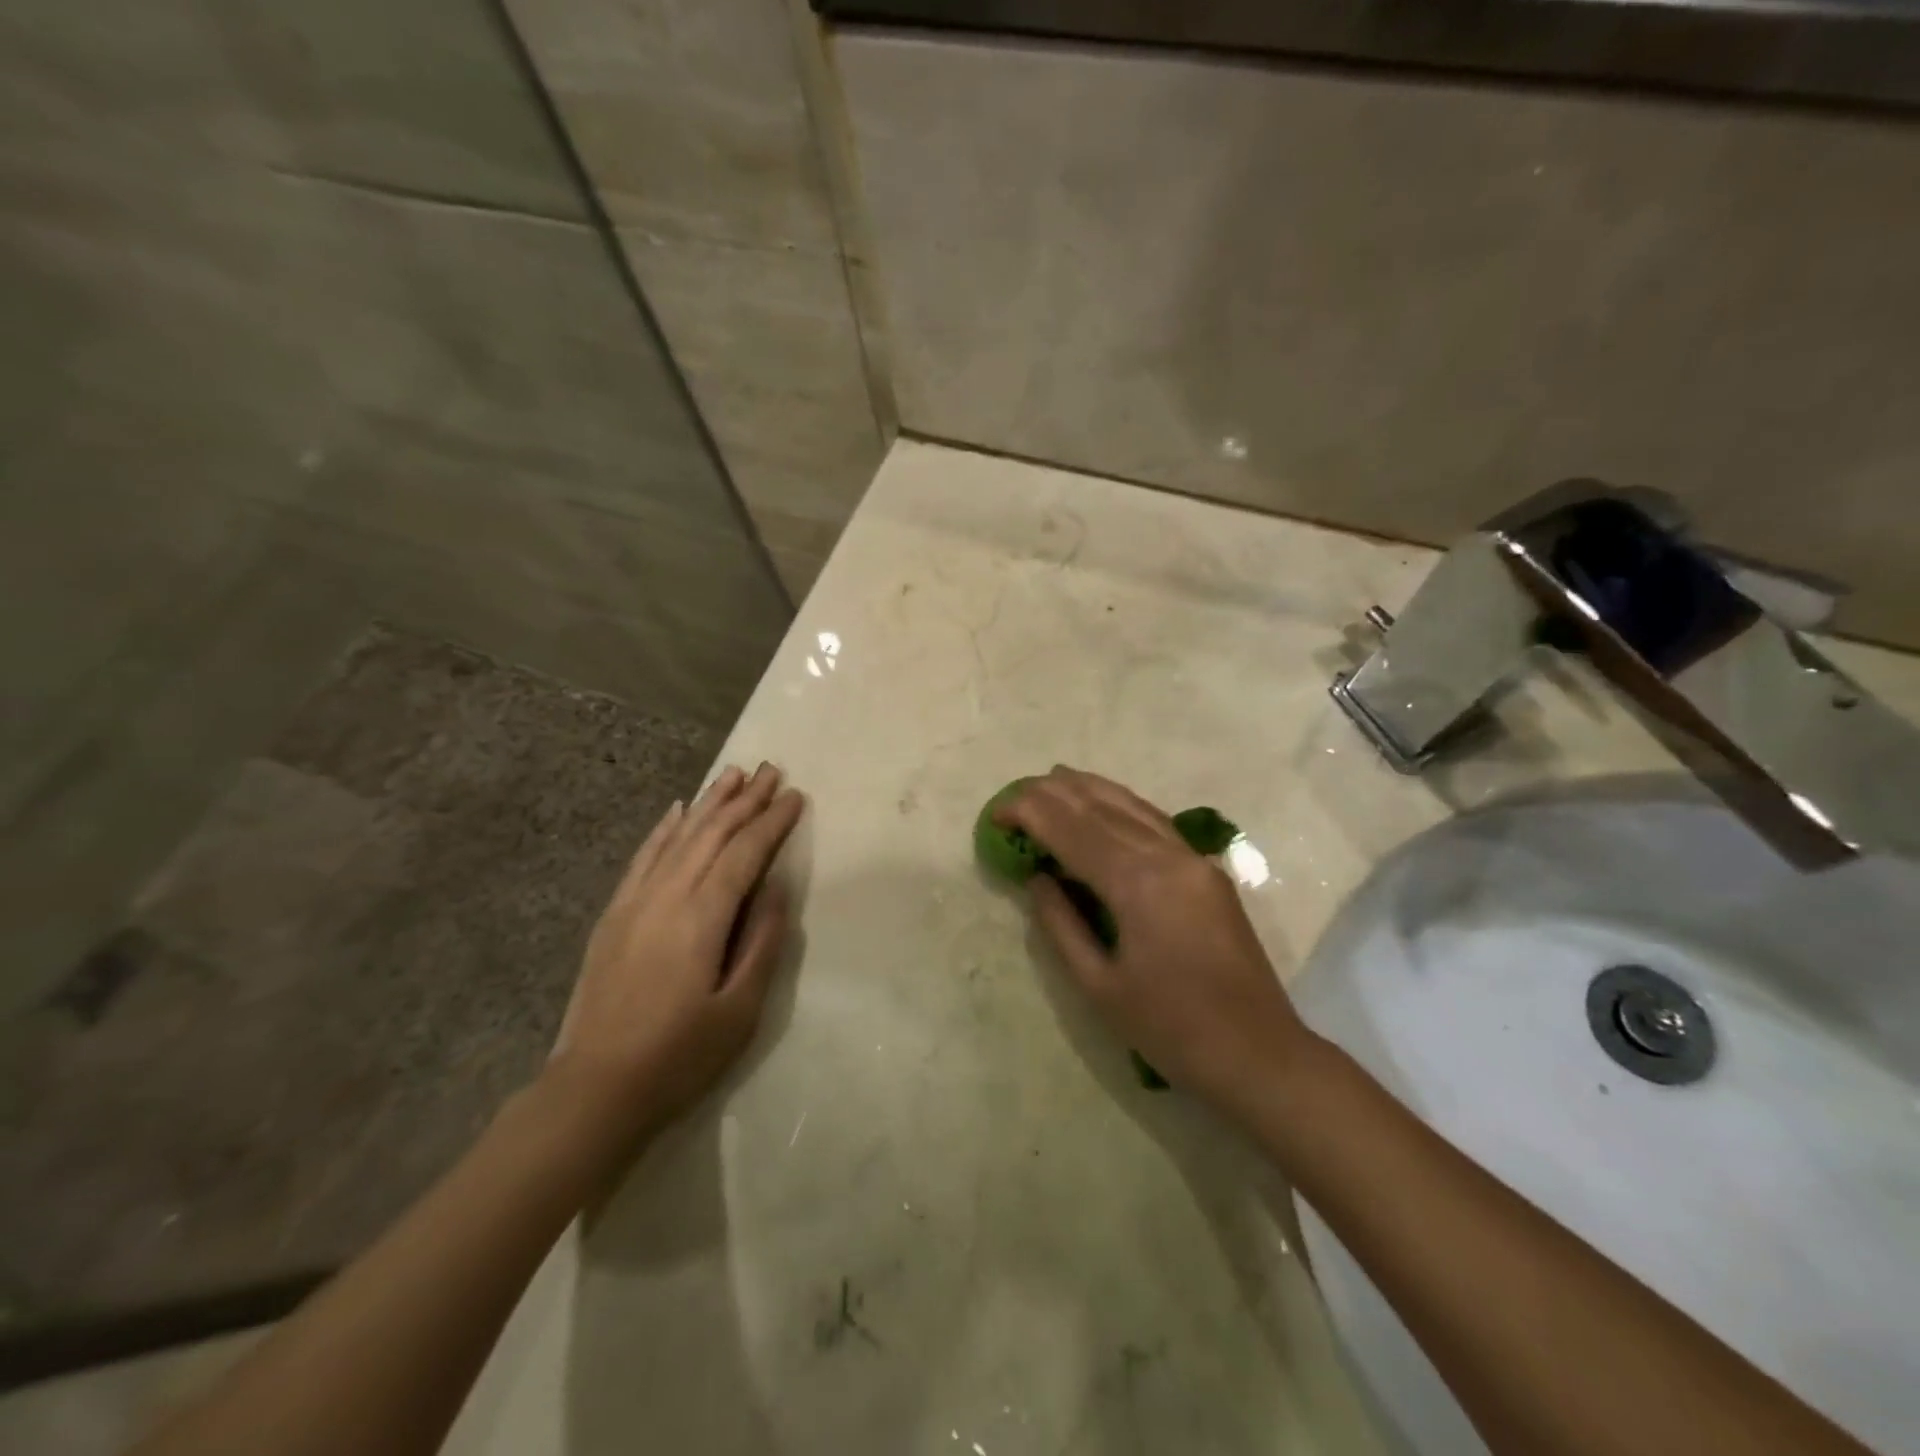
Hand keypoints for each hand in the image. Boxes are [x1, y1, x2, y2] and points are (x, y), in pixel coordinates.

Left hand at [544, 763, 805, 1141]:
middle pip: (712, 834)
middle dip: (745, 800)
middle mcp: (667, 896)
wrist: (595, 1089)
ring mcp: (635, 902)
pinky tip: (678, 809)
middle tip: (772, 769)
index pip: (745, 853)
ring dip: (709, 803)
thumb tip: (775, 887)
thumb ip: (762, 941)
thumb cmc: (680, 1055)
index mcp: (703, 917)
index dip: (772, 822)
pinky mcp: (614, 915)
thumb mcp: (741, 1009)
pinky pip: (643, 857)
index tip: (795, 795)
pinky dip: (664, 829)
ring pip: (679, 837)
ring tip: (733, 774)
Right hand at [997, 766, 1315, 1117]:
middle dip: (1055, 794)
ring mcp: (1193, 858)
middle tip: (1016, 792)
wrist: (1258, 1053)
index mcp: (1137, 884)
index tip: (997, 812)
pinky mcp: (1207, 870)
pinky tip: (1107, 802)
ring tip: (1055, 778)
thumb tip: (1037, 878)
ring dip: (1090, 789)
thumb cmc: (1171, 1029)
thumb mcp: (1099, 986)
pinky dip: (1124, 805)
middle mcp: (1167, 856)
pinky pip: (1156, 822)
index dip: (1031, 815)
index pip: (1073, 831)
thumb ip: (1061, 924)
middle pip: (1101, 809)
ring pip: (1133, 806)